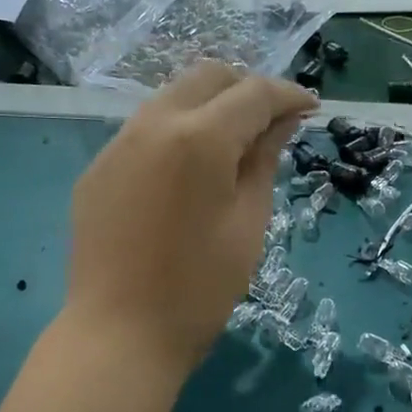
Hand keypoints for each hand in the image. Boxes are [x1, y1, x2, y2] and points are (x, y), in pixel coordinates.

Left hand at [65, 63, 315, 376]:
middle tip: (274, 123)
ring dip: (210, 107)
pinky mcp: (98, 168)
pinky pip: (146, 130)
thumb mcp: (249, 223)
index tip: (312, 109)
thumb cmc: (200, 288)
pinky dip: (178, 132)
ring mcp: (118, 144)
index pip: (253, 93)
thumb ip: (264, 161)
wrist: (119, 333)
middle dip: (248, 88)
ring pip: (173, 98)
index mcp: (199, 138)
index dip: (289, 95)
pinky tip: (190, 172)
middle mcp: (153, 124)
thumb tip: (282, 121)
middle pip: (208, 77)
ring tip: (235, 145)